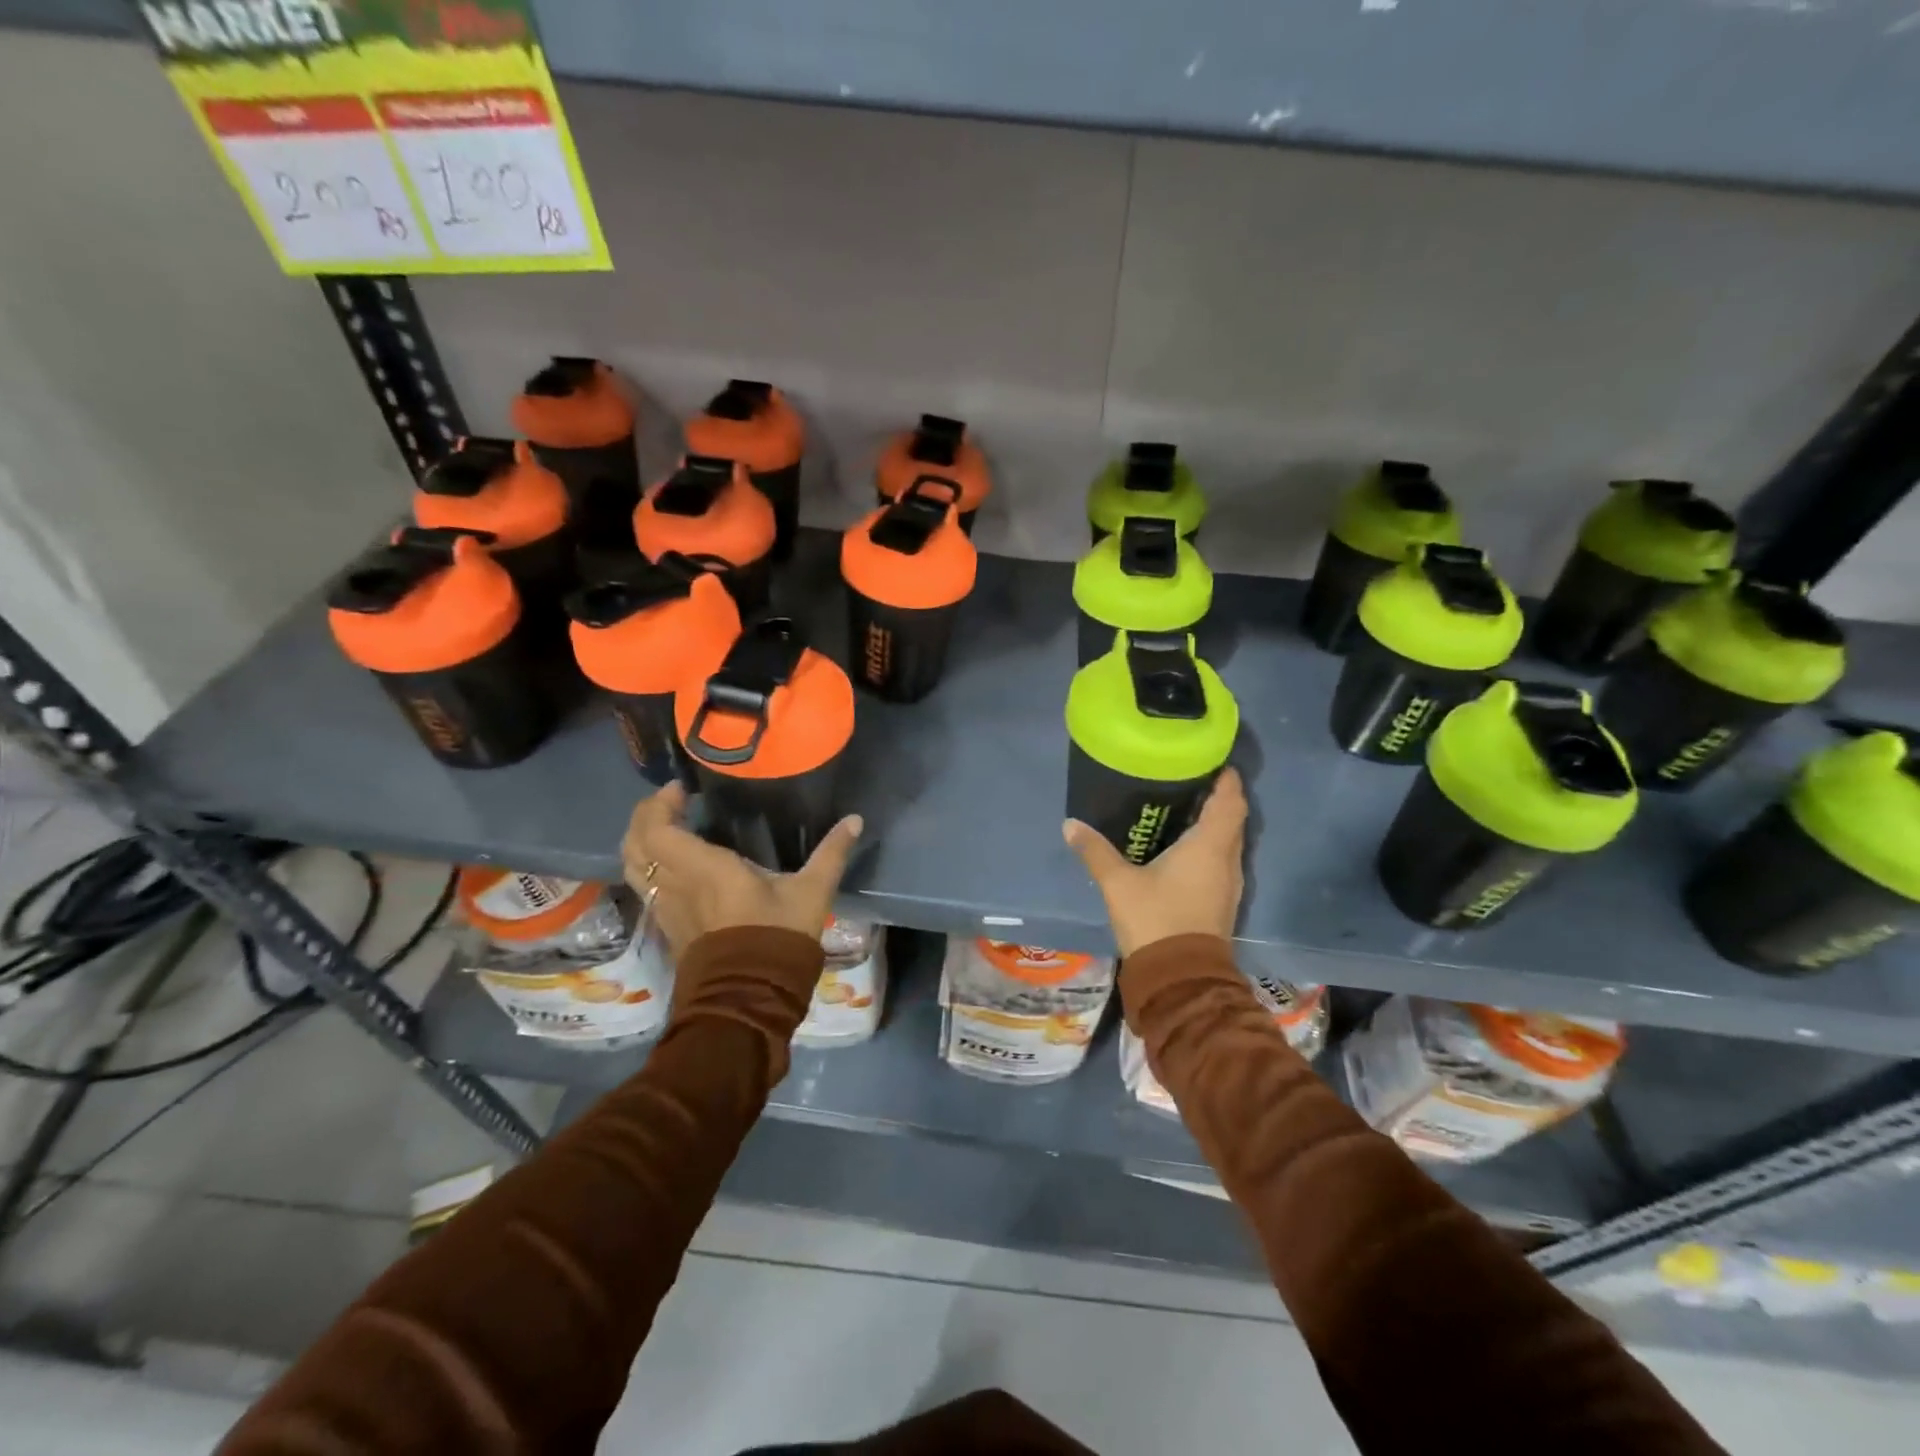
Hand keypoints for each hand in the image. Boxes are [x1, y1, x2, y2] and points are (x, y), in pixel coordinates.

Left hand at [622, 783, 863, 957]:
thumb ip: (831, 853)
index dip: (660, 804)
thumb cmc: (778, 937)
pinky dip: (648, 866)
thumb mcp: (811, 892)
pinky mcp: (668, 926)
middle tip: (670, 802)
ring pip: (633, 867)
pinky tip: (674, 864)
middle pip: (634, 844)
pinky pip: (644, 887)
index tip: (681, 789)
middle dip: (645, 817)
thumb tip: (855, 820)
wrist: (750, 997)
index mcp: (704, 869)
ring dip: (641, 841)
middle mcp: (675, 884)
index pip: (658, 829)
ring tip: (666, 828)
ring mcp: (666, 908)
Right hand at [1062, 768, 1246, 958]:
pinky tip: (1184, 849)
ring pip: (1229, 843)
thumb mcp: (1118, 883)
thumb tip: (1070, 824)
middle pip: (1233, 820)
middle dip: (1218, 798)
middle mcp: (1227, 861)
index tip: (1213, 762)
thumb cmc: (1155, 920)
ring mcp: (1229, 884)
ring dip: (1215, 825)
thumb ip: (1095, 851)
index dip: (1227, 780)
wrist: (1180, 979)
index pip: (1230, 802)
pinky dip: (1210, 848)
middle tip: (1190, 781)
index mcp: (1209, 846)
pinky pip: (1222, 862)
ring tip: (1185, 810)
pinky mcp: (1222, 903)